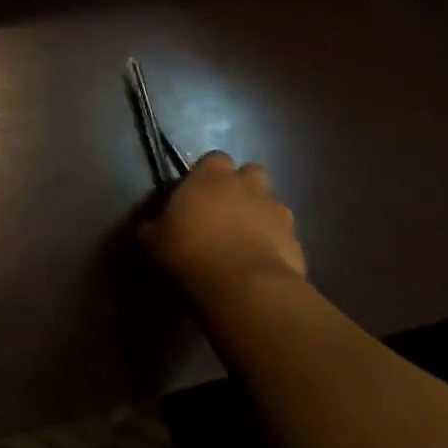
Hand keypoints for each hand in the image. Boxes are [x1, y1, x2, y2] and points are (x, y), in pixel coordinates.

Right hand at [141, 151, 305, 306]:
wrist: (247, 288)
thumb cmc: (193, 252)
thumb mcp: (158, 240)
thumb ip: (156, 227)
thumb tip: (150, 227)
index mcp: (212, 175)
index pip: (214, 158)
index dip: (208, 174)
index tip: (199, 193)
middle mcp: (248, 185)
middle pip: (251, 173)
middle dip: (243, 188)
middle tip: (227, 212)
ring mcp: (277, 213)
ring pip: (272, 205)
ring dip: (262, 217)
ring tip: (247, 243)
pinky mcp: (297, 243)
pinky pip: (285, 238)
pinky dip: (276, 247)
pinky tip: (261, 267)